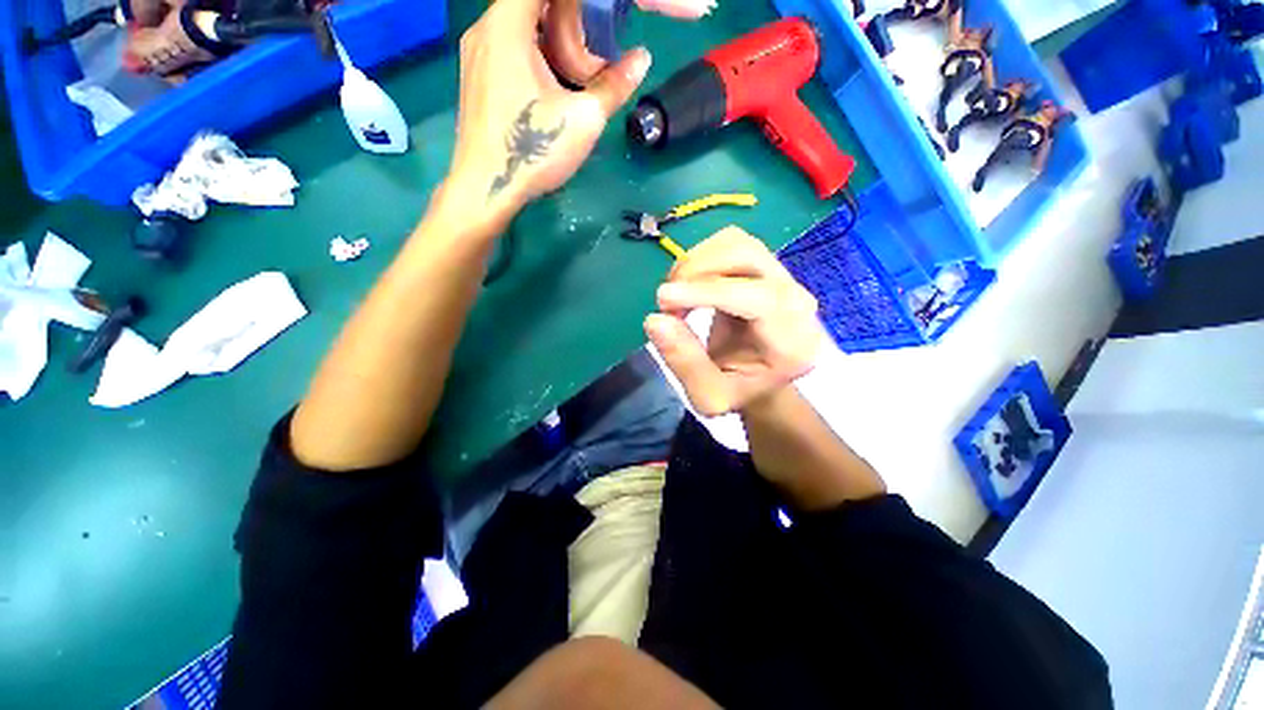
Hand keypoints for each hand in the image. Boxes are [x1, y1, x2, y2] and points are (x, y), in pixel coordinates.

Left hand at [445, 0, 651, 223]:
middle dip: (568, 19)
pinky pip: (508, 47)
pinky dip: (535, 54)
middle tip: (593, 51)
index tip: (599, 19)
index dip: (577, 3)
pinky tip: (552, 89)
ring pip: (519, 25)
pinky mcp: (476, 77)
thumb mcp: (583, 120)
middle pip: (531, 3)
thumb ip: (614, 85)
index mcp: (507, 25)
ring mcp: (476, 54)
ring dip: (552, 39)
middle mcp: (485, 29)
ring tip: (575, 74)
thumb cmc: (533, 151)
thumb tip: (642, 58)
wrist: (486, 189)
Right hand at [645, 227, 825, 416]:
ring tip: (675, 296)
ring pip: (735, 243)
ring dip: (694, 263)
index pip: (758, 299)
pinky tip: (688, 286)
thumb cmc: (737, 391)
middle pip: (748, 257)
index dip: (707, 292)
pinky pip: (728, 244)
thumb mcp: (709, 396)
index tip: (663, 300)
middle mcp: (795, 300)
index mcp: (793, 340)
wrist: (759, 379)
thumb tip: (654, 320)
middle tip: (666, 304)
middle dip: (696, 273)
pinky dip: (698, 259)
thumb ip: (685, 363)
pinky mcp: (762, 266)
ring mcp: (781, 277)